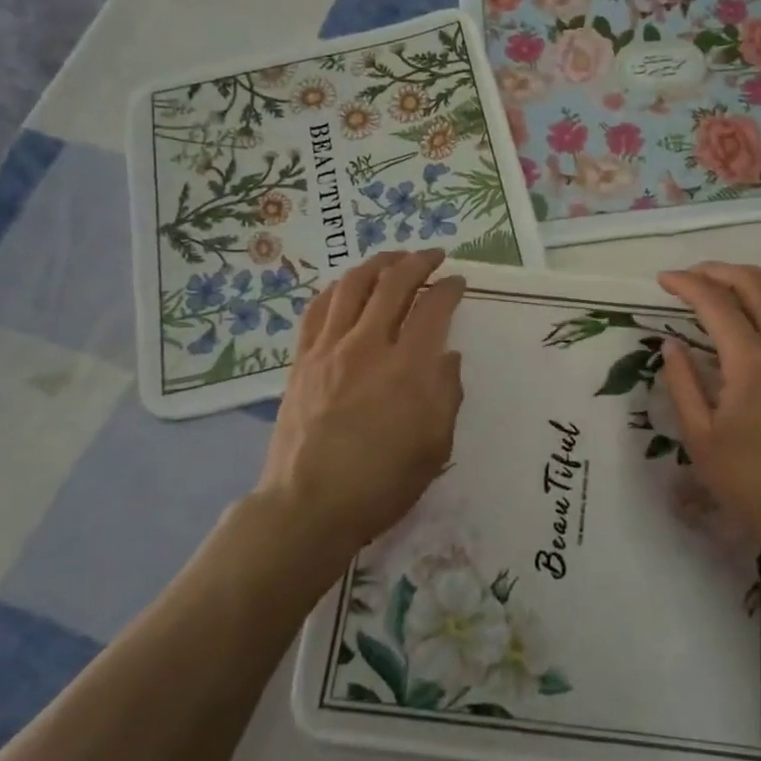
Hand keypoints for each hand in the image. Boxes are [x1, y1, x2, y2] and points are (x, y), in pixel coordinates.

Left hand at [257, 250, 466, 559]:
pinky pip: (318, 309)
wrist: (309, 505)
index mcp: (408, 368)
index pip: (433, 308)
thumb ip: (447, 395)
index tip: (459, 282)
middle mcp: (369, 346)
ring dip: (377, 264)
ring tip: (393, 257)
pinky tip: (347, 285)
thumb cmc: (382, 483)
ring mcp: (329, 349)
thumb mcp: (435, 447)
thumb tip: (448, 357)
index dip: (449, 288)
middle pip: (394, 284)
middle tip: (433, 256)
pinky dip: (337, 288)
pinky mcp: (302, 360)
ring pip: (353, 286)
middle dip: (418, 262)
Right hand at [658, 262, 760, 556]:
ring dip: (750, 275)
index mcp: (751, 364)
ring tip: (721, 281)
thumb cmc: (746, 477)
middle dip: (718, 270)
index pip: (717, 303)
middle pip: (754, 283)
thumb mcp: (699, 435)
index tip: (663, 280)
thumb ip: (682, 382)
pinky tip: (756, 306)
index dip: (688, 284)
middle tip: (689, 276)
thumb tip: (670, 343)